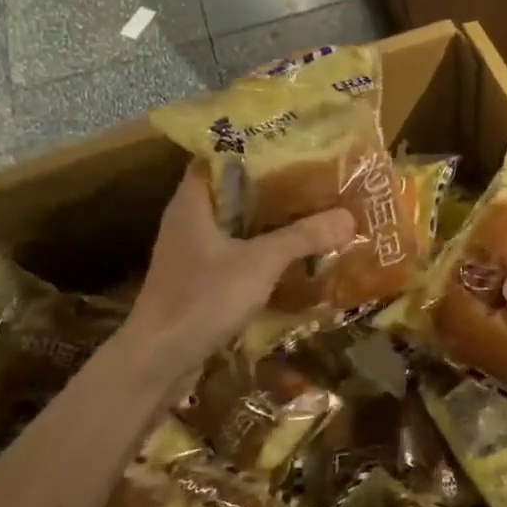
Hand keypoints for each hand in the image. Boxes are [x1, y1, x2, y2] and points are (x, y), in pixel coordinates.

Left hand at [122, 162, 354, 364]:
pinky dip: (261, 250)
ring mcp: (191, 253)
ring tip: (311, 210)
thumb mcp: (260, 262)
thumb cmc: (202, 299)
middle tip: (313, 177)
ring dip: (268, 220)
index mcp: (192, 203)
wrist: (157, 361)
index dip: (253, 147)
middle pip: (232, 191)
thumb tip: (348, 216)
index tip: (292, 144)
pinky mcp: (198, 281)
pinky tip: (292, 254)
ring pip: (235, 225)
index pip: (218, 157)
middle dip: (271, 185)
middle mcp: (188, 221)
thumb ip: (303, 237)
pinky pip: (235, 253)